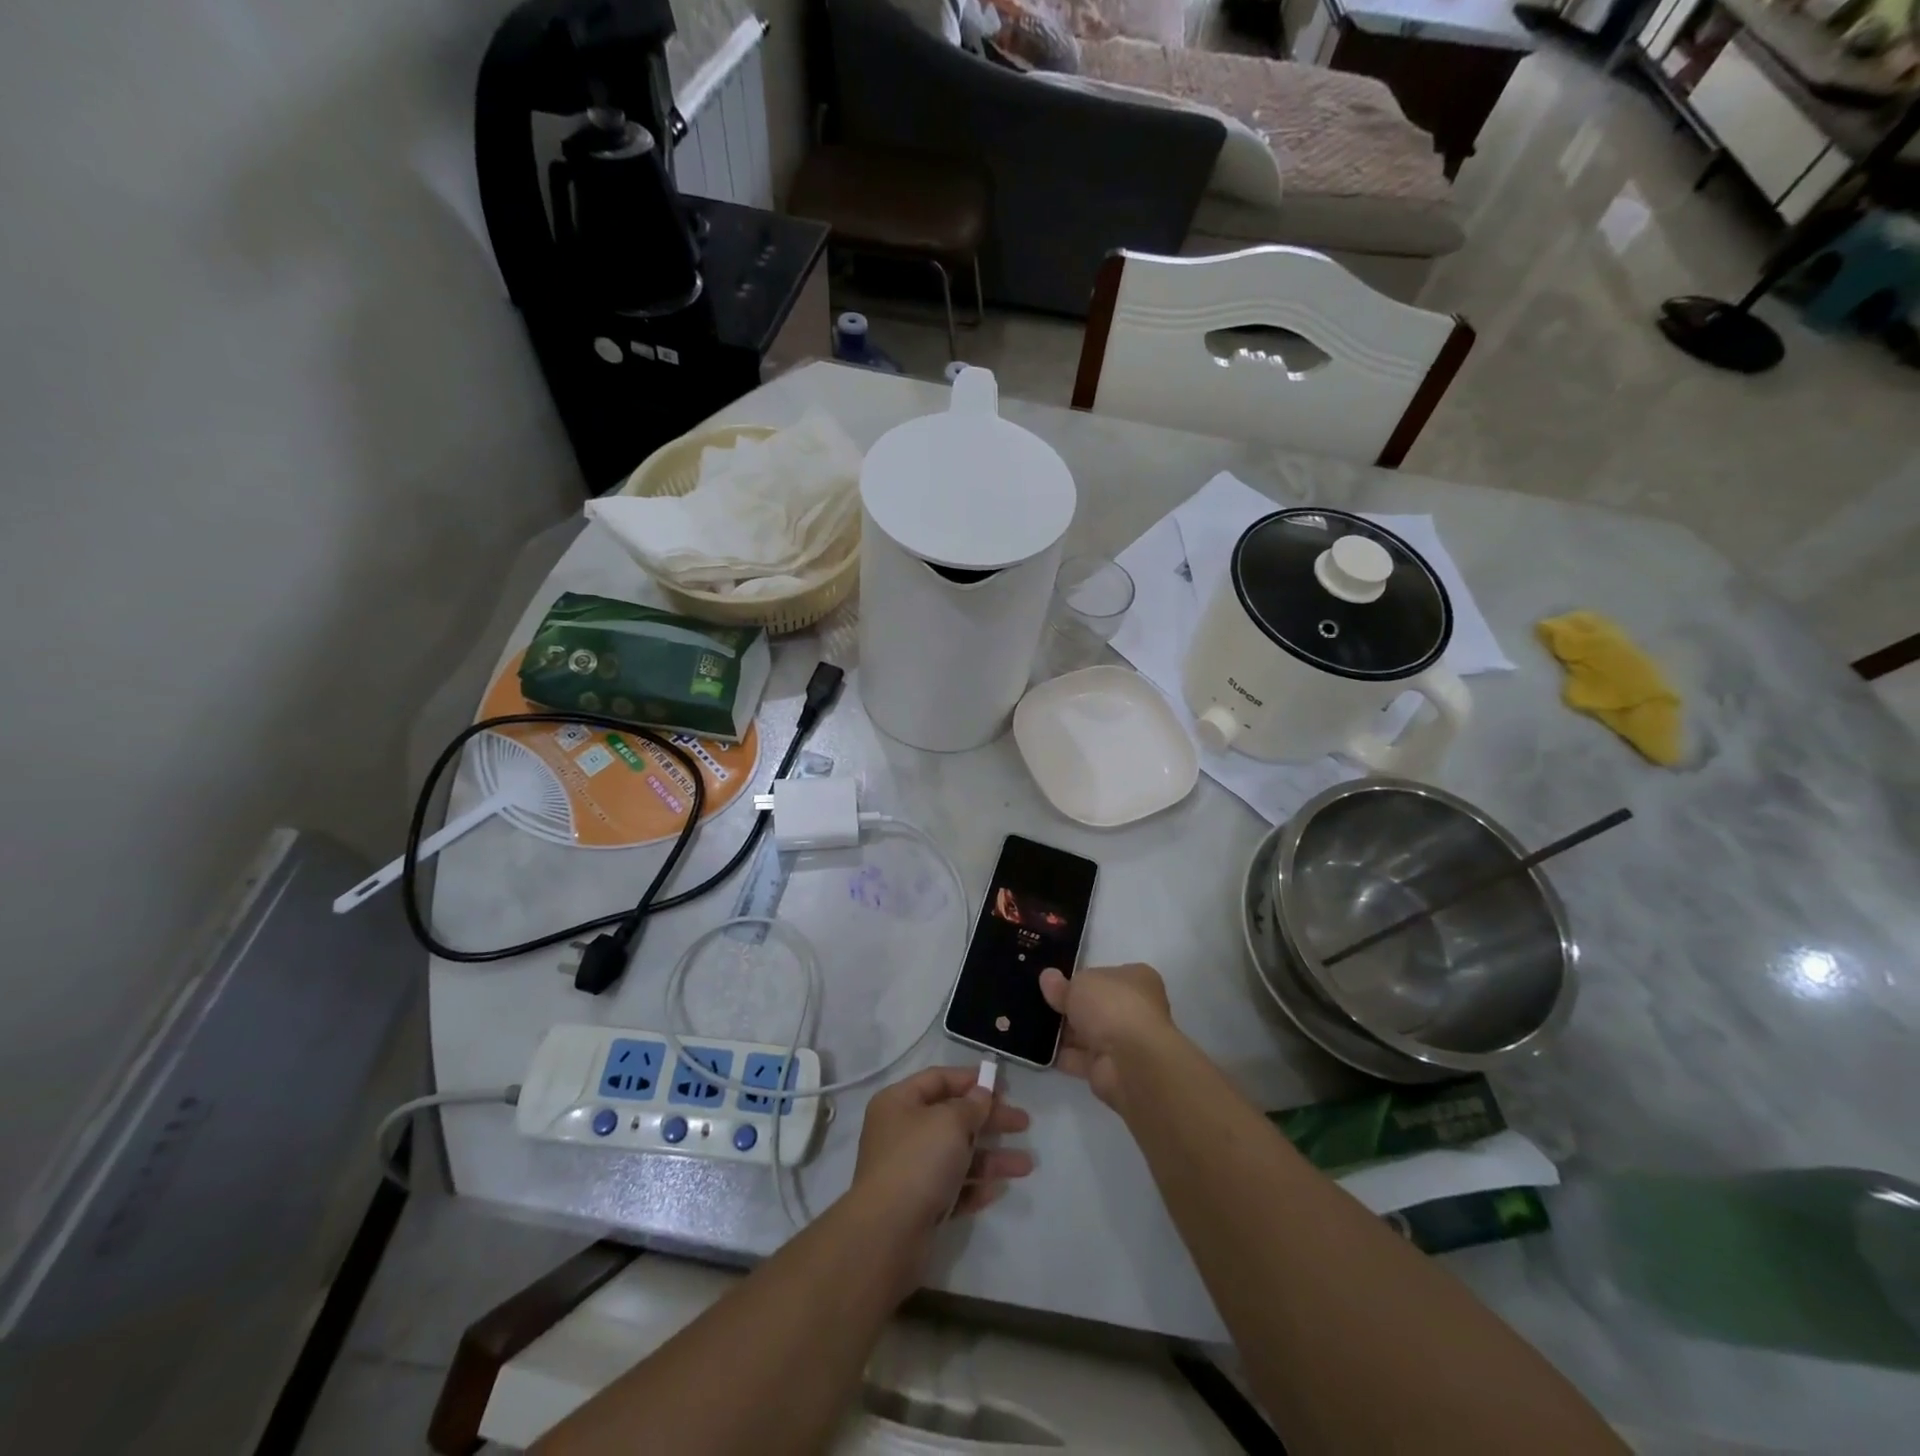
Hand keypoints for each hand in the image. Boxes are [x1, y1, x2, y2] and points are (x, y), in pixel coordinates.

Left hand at [851, 1067, 1032, 1232]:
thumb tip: (981, 1094)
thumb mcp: (950, 1122)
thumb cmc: (918, 1161)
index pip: (938, 1079)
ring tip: (1026, 1165)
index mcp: (899, 1102)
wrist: (888, 1234)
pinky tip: (998, 1189)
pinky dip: (974, 1186)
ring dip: (991, 1157)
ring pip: (957, 1155)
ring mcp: (910, 1171)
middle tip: (1024, 1123)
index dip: (970, 1079)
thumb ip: (971, 1105)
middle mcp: (902, 1132)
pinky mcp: (920, 1205)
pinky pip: (953, 1187)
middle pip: (952, 1118)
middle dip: (989, 1120)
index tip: (1003, 1087)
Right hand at [1039, 963, 1173, 1110]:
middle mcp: (1136, 1010)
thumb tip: (1048, 978)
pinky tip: (1037, 1049)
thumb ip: (1063, 984)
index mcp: (1138, 980)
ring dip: (1064, 1032)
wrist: (1129, 1060)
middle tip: (1039, 1002)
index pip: (1108, 976)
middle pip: (1096, 1006)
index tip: (1056, 982)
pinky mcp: (1110, 1070)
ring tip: (1031, 1024)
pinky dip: (1062, 1055)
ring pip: (1088, 1034)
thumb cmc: (1111, 1006)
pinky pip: (1080, 1059)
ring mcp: (1124, 1043)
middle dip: (1070, 1007)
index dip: (1083, 978)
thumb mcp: (1081, 983)